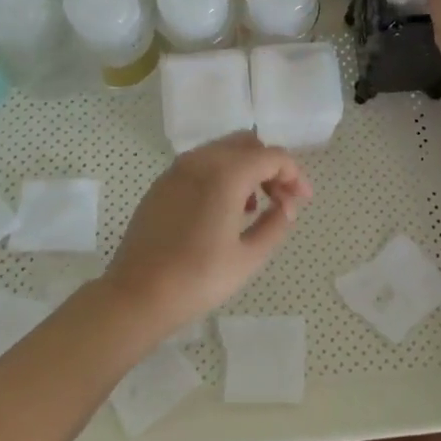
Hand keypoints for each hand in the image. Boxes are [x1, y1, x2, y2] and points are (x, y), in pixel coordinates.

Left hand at [102, 133, 312, 331]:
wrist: (137, 295)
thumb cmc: (198, 278)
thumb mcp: (249, 257)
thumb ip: (276, 224)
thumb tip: (286, 207)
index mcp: (226, 174)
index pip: (272, 156)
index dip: (294, 175)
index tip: (303, 201)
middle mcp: (201, 161)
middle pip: (247, 145)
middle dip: (271, 167)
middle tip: (282, 201)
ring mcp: (177, 170)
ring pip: (223, 151)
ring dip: (246, 170)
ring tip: (254, 209)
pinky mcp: (162, 184)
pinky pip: (201, 165)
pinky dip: (222, 175)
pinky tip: (224, 210)